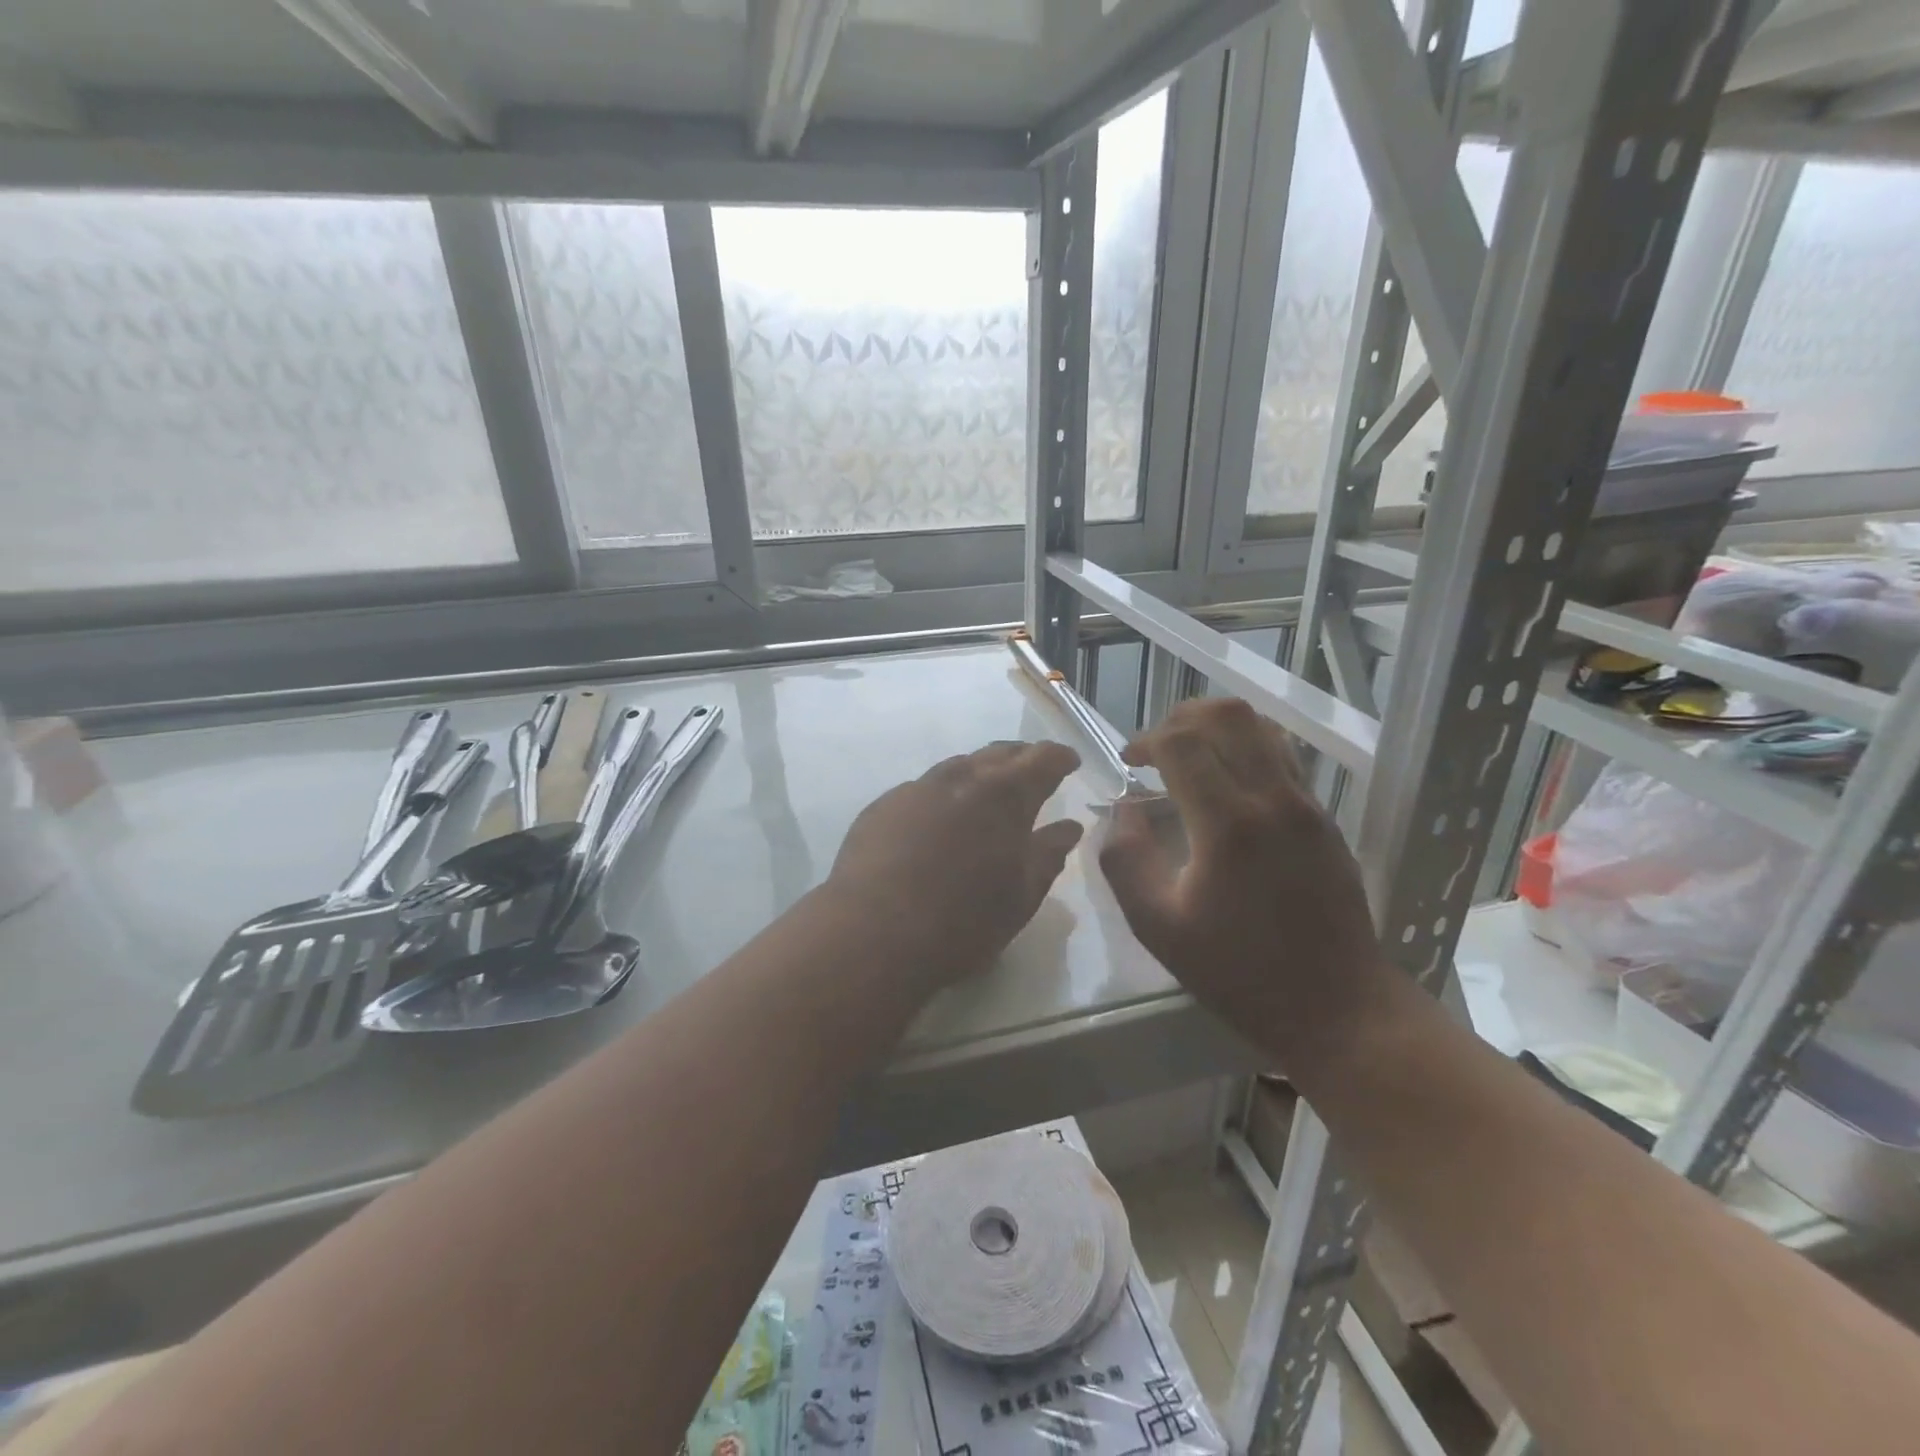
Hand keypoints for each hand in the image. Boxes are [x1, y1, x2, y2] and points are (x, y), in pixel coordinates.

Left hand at [826, 741, 1084, 989]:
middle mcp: (961, 779)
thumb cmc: (963, 921)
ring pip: (957, 767)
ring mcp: (917, 789)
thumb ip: (1048, 854)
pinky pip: (922, 790)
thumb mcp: (1021, 896)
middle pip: (998, 754)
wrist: (873, 933)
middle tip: (1032, 770)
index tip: (1069, 760)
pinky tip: (937, 820)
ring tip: (986, 792)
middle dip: (1020, 758)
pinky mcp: (883, 806)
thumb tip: (1068, 826)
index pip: (1042, 760)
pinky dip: (942, 796)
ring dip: (978, 773)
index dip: (1059, 757)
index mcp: (1005, 796)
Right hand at [1098, 699, 1388, 1057]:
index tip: (1129, 763)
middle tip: (1156, 748)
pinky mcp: (1324, 817)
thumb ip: (1126, 859)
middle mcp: (1273, 799)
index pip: (1182, 743)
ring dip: (1217, 728)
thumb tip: (1124, 810)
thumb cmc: (1238, 972)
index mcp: (1228, 824)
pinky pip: (1283, 755)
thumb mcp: (1158, 926)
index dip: (1146, 741)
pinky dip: (1247, 747)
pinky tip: (1227, 782)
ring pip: (1262, 727)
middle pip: (1227, 716)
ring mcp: (1307, 805)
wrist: (1336, 1006)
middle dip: (1180, 718)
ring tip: (1190, 756)